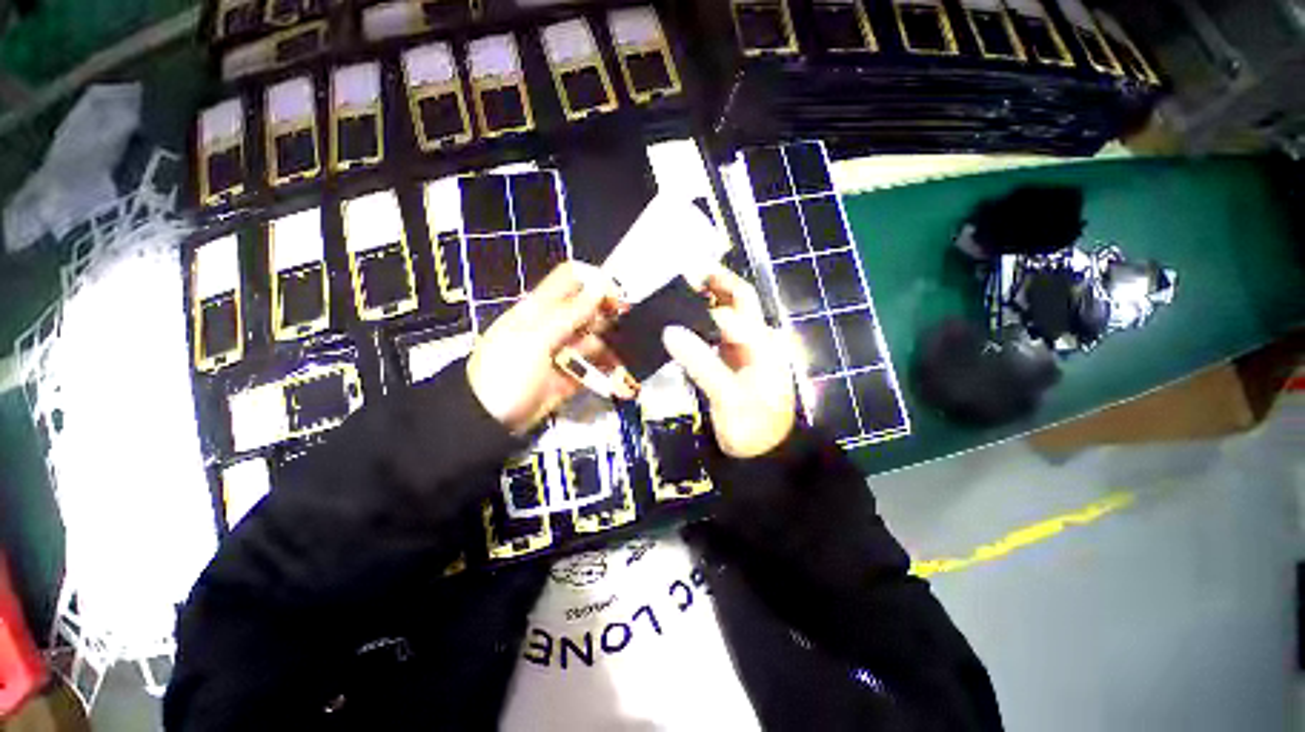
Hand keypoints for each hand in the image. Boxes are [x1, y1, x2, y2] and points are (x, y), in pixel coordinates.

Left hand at [468, 262, 621, 433]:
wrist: (489, 421)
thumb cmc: (507, 372)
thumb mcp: (535, 339)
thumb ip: (570, 313)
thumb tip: (601, 286)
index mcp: (541, 309)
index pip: (570, 280)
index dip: (595, 281)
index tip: (618, 293)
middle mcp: (555, 326)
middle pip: (587, 310)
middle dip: (609, 313)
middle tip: (630, 322)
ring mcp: (563, 352)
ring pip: (595, 341)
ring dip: (611, 348)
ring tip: (626, 358)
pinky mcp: (570, 375)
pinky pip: (594, 368)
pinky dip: (607, 373)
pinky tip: (620, 380)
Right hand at [662, 267, 795, 457]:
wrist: (763, 455)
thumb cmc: (752, 426)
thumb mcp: (728, 396)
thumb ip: (702, 362)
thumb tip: (670, 331)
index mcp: (761, 343)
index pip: (730, 312)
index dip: (700, 305)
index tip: (671, 299)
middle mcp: (755, 339)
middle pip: (738, 300)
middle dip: (715, 282)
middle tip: (683, 273)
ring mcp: (743, 350)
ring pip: (725, 315)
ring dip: (705, 301)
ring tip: (676, 294)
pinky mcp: (731, 362)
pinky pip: (714, 335)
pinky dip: (699, 324)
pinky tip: (681, 325)